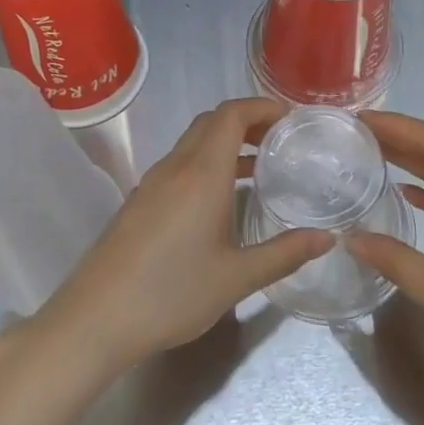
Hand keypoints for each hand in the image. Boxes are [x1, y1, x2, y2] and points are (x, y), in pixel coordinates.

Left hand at [38, 98, 332, 373]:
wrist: (96, 318)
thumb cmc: (171, 293)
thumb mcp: (236, 278)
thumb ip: (284, 254)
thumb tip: (328, 238)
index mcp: (201, 173)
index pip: (231, 114)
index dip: (262, 106)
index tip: (291, 119)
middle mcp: (175, 167)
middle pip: (212, 122)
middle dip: (248, 121)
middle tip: (282, 140)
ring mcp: (152, 183)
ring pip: (193, 143)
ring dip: (226, 143)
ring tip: (260, 168)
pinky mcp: (139, 202)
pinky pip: (179, 165)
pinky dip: (207, 163)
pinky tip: (221, 200)